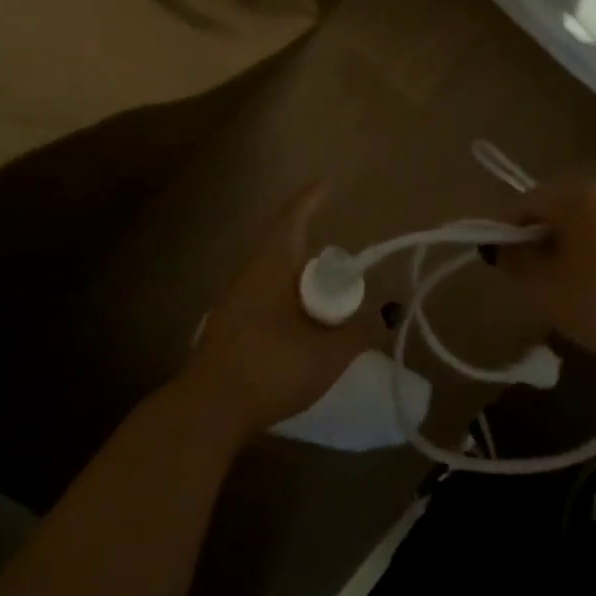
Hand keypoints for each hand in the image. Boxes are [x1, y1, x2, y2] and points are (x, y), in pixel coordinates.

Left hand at [183, 182, 378, 439]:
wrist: (207, 412)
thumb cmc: (270, 369)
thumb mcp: (327, 353)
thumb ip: (361, 330)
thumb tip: (388, 311)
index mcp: (270, 267)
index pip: (293, 219)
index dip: (311, 199)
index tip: (328, 183)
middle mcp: (249, 275)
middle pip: (284, 248)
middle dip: (313, 251)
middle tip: (344, 268)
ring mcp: (234, 302)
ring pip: (275, 277)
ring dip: (302, 282)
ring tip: (329, 301)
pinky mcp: (229, 328)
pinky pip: (266, 299)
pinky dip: (289, 302)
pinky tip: (303, 327)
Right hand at [493, 177, 595, 363]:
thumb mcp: (543, 287)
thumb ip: (514, 262)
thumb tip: (500, 248)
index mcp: (576, 196)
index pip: (525, 203)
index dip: (505, 230)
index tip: (498, 261)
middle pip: (555, 210)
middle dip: (535, 239)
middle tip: (526, 277)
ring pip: (583, 225)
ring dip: (564, 248)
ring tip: (559, 287)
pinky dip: (591, 255)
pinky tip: (593, 290)